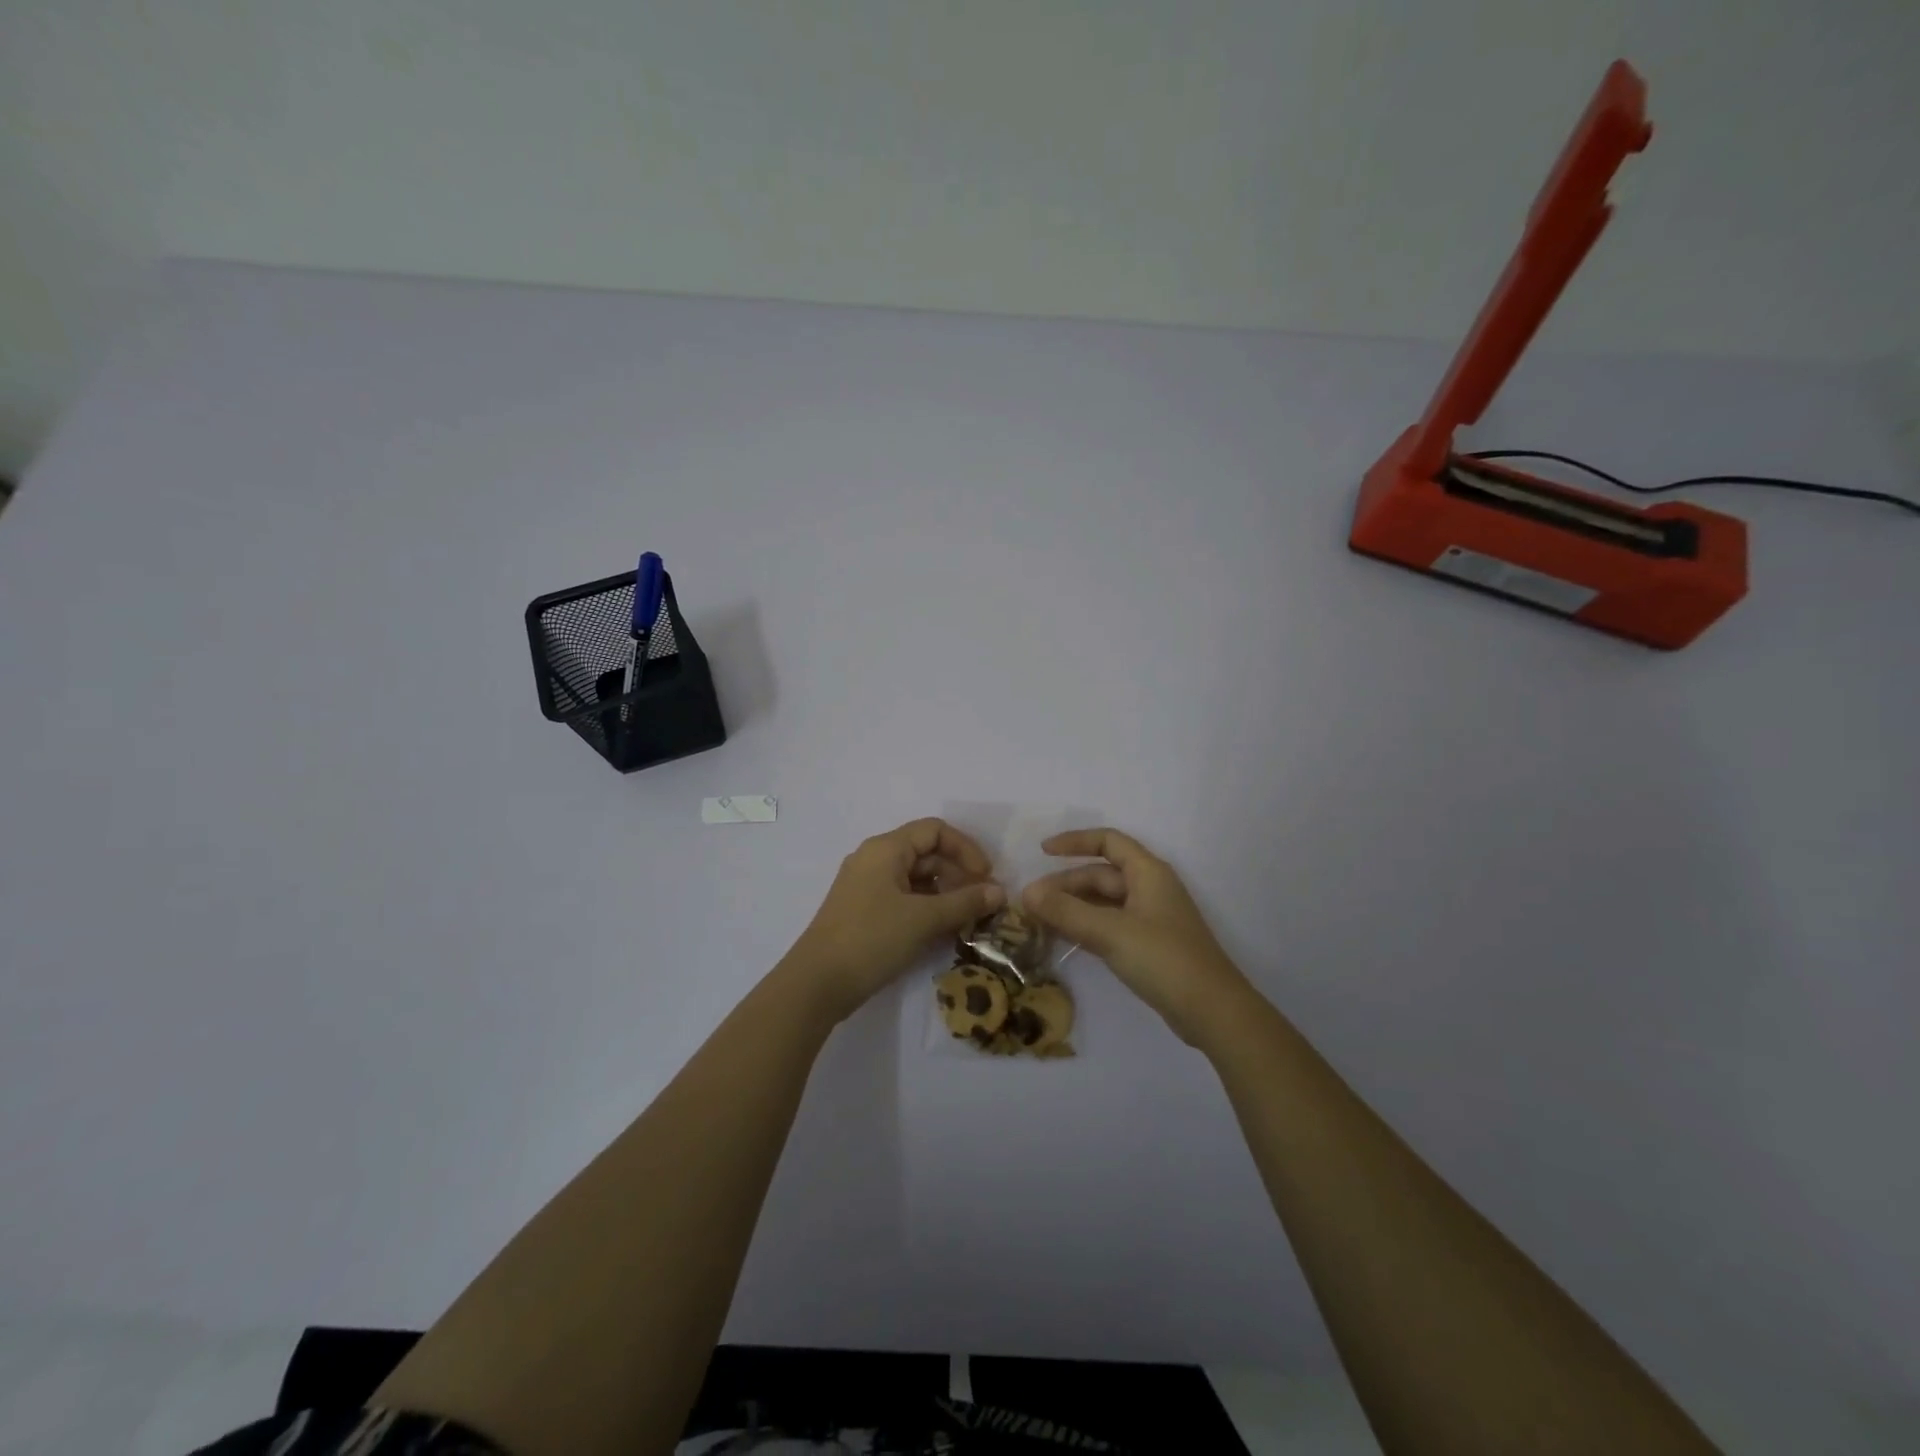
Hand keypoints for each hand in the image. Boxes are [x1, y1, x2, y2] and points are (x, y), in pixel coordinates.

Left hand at [785, 818, 1004, 1022]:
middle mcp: (874, 859)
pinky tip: (942, 930)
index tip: (986, 877)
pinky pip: (903, 897)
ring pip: (915, 878)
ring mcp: (866, 886)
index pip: (935, 830)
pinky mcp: (863, 911)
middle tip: (981, 902)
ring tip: (966, 919)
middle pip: (926, 852)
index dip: (965, 849)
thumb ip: (965, 902)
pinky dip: (926, 907)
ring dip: (944, 893)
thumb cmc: (872, 939)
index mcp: (886, 848)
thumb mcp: (924, 919)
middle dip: (958, 873)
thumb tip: (999, 892)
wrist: (817, 983)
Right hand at [1022, 828, 1249, 1044]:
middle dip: (1065, 884)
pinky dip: (1086, 926)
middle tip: (1030, 902)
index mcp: (1148, 872)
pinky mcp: (1149, 946)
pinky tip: (1064, 938)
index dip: (1075, 842)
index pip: (1108, 841)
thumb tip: (1026, 893)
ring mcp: (1150, 918)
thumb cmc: (1163, 959)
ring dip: (1073, 907)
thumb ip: (1066, 911)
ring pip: (1104, 902)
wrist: (1212, 1011)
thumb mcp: (1110, 932)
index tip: (1042, 852)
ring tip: (1038, 919)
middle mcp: (1150, 888)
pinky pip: (1110, 925)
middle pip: (1101, 874)